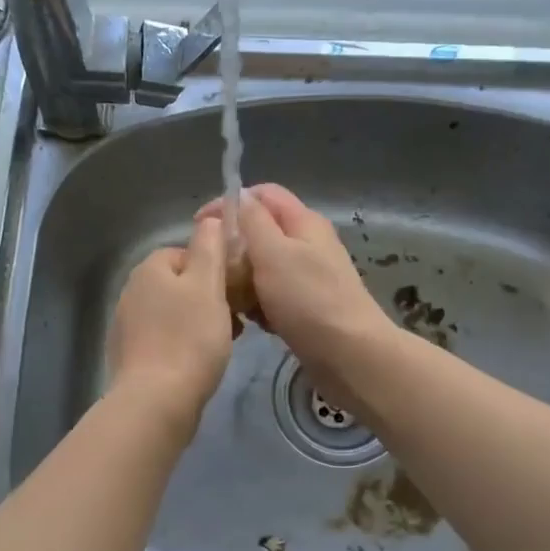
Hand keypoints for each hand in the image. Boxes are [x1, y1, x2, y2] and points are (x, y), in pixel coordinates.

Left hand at [106, 215, 234, 429]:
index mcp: (149, 270)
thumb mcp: (208, 285)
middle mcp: (131, 292)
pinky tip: (199, 363)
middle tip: (234, 320)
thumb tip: (208, 219)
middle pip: (178, 284)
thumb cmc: (189, 339)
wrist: (156, 401)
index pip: (185, 253)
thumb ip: (209, 248)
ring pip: (172, 313)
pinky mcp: (129, 357)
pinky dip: (182, 345)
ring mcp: (126, 326)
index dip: (214, 269)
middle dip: (207, 298)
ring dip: (197, 322)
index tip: (234, 291)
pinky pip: (163, 340)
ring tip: (222, 343)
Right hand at [197, 185, 394, 402]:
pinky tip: (250, 321)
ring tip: (227, 298)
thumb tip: (239, 196)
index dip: (229, 203)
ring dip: (242, 279)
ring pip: (263, 266)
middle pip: (260, 231)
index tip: (199, 227)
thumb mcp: (274, 253)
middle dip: (233, 246)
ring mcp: (308, 277)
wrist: (350, 355)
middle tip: (211, 269)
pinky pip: (272, 295)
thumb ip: (254, 221)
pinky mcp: (306, 307)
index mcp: (303, 222)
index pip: (262, 194)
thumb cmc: (308, 300)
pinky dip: (258, 304)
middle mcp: (308, 244)